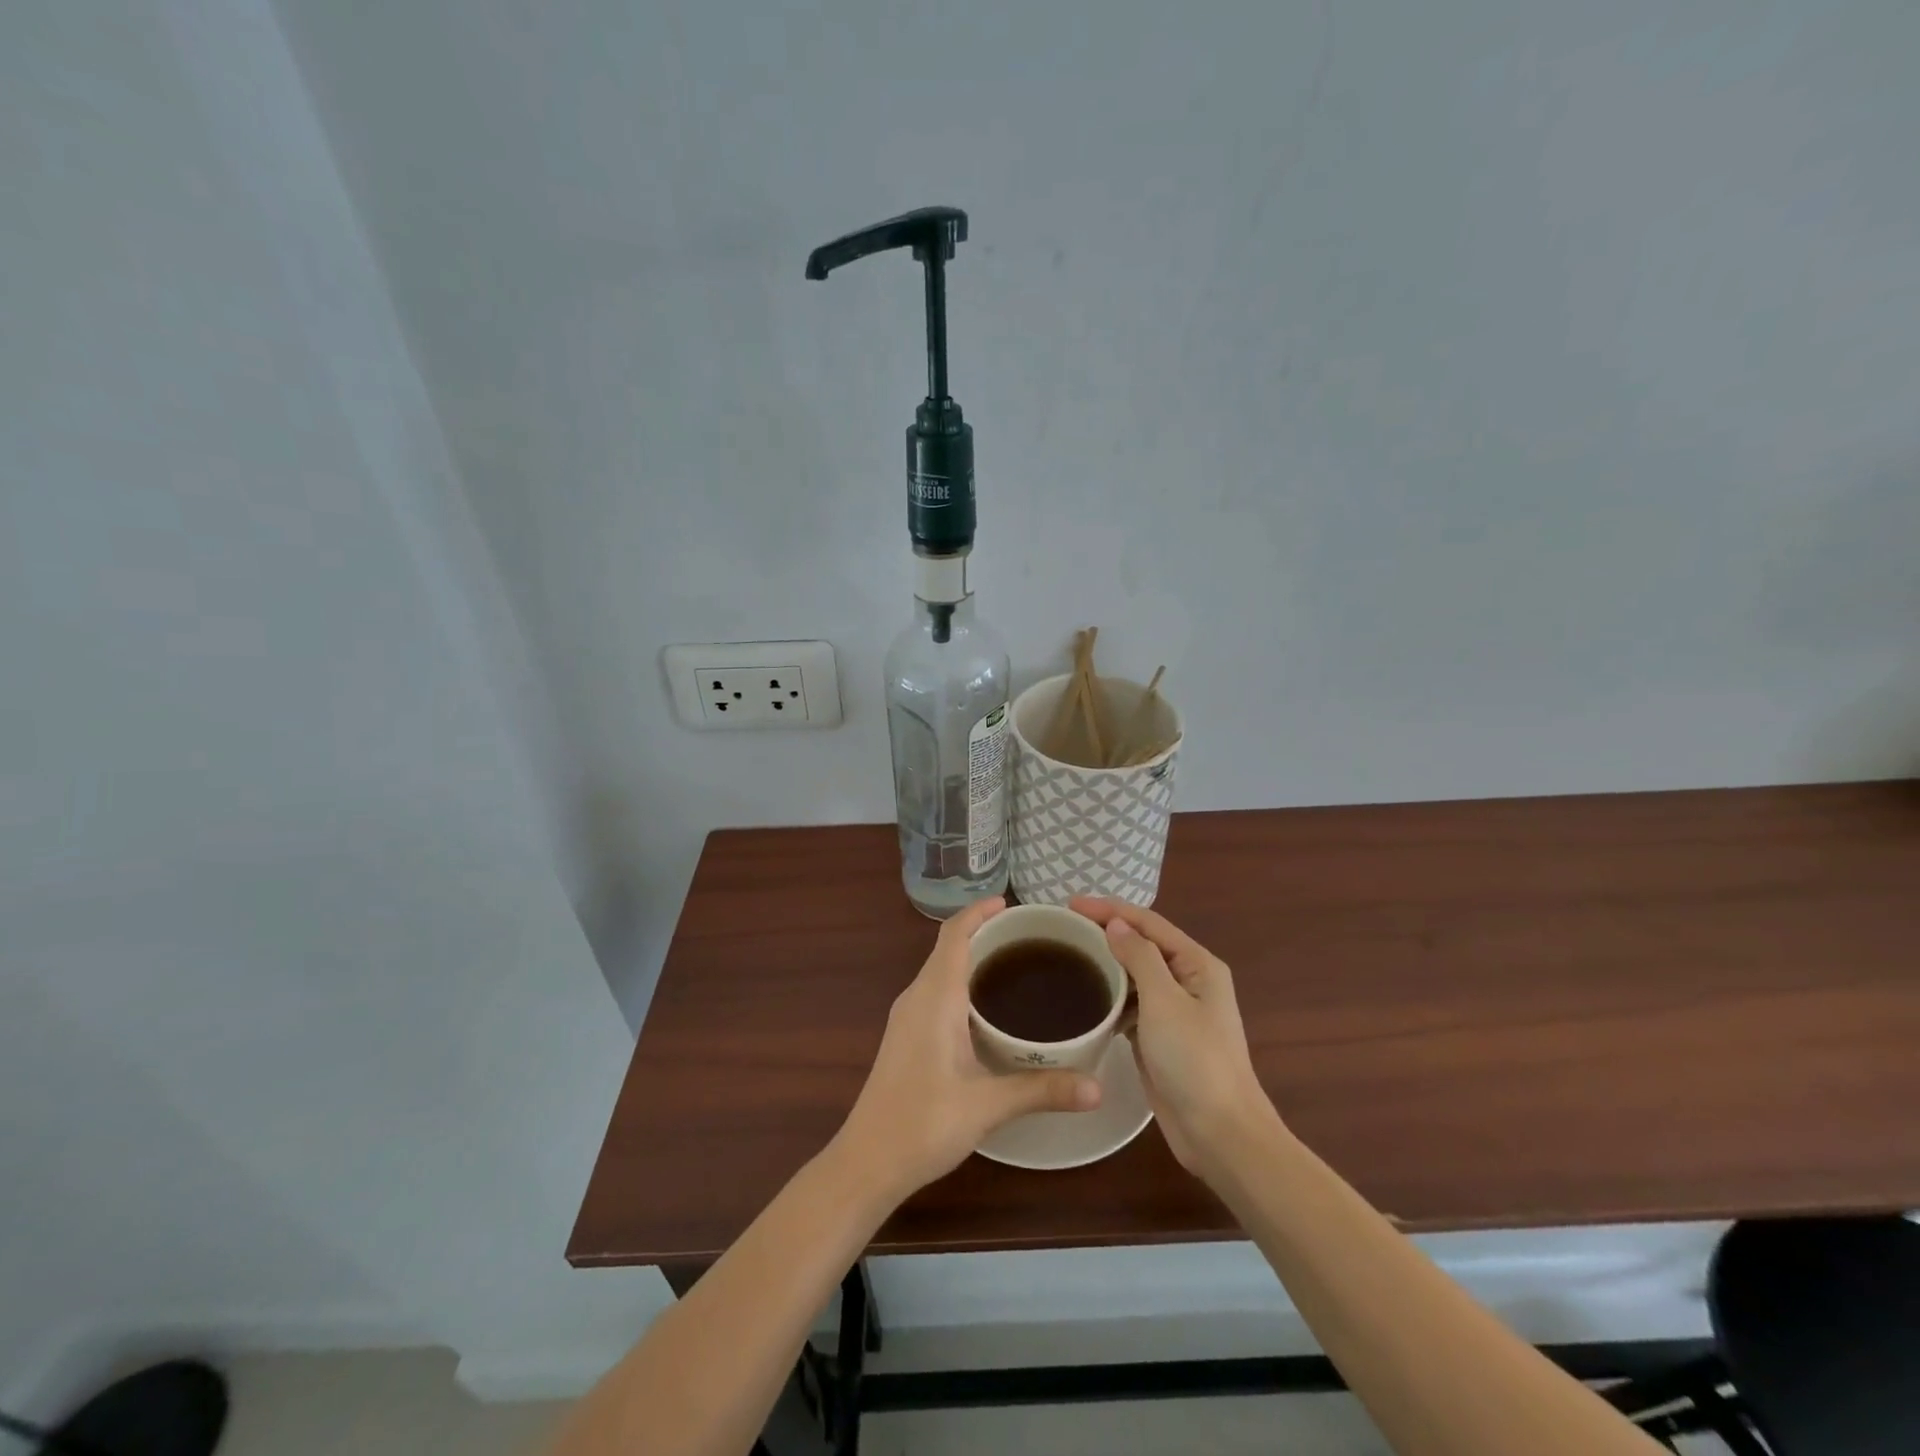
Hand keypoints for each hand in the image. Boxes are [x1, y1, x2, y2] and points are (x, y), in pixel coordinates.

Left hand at [835, 897, 1101, 1200]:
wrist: (867, 1162)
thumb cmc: (922, 1123)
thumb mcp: (987, 1105)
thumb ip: (1042, 1090)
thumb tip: (1099, 1087)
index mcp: (934, 997)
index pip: (954, 935)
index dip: (978, 912)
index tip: (1010, 903)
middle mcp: (917, 997)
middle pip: (948, 947)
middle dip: (983, 933)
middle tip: (1029, 937)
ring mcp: (907, 1017)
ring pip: (941, 970)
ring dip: (972, 958)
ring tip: (1015, 966)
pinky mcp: (906, 1037)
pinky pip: (936, 991)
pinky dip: (962, 983)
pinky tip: (987, 1009)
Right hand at [1071, 898, 1275, 1173]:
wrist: (1219, 1134)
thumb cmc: (1195, 1060)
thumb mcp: (1165, 1000)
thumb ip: (1140, 956)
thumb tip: (1115, 924)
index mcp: (1197, 964)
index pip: (1148, 923)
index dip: (1110, 909)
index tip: (1069, 903)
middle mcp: (1188, 980)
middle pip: (1141, 945)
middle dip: (1106, 932)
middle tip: (1063, 928)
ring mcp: (1174, 1011)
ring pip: (1134, 975)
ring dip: (1106, 964)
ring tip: (1067, 955)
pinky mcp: (1159, 1038)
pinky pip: (1130, 1005)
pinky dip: (1109, 996)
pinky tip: (1084, 996)